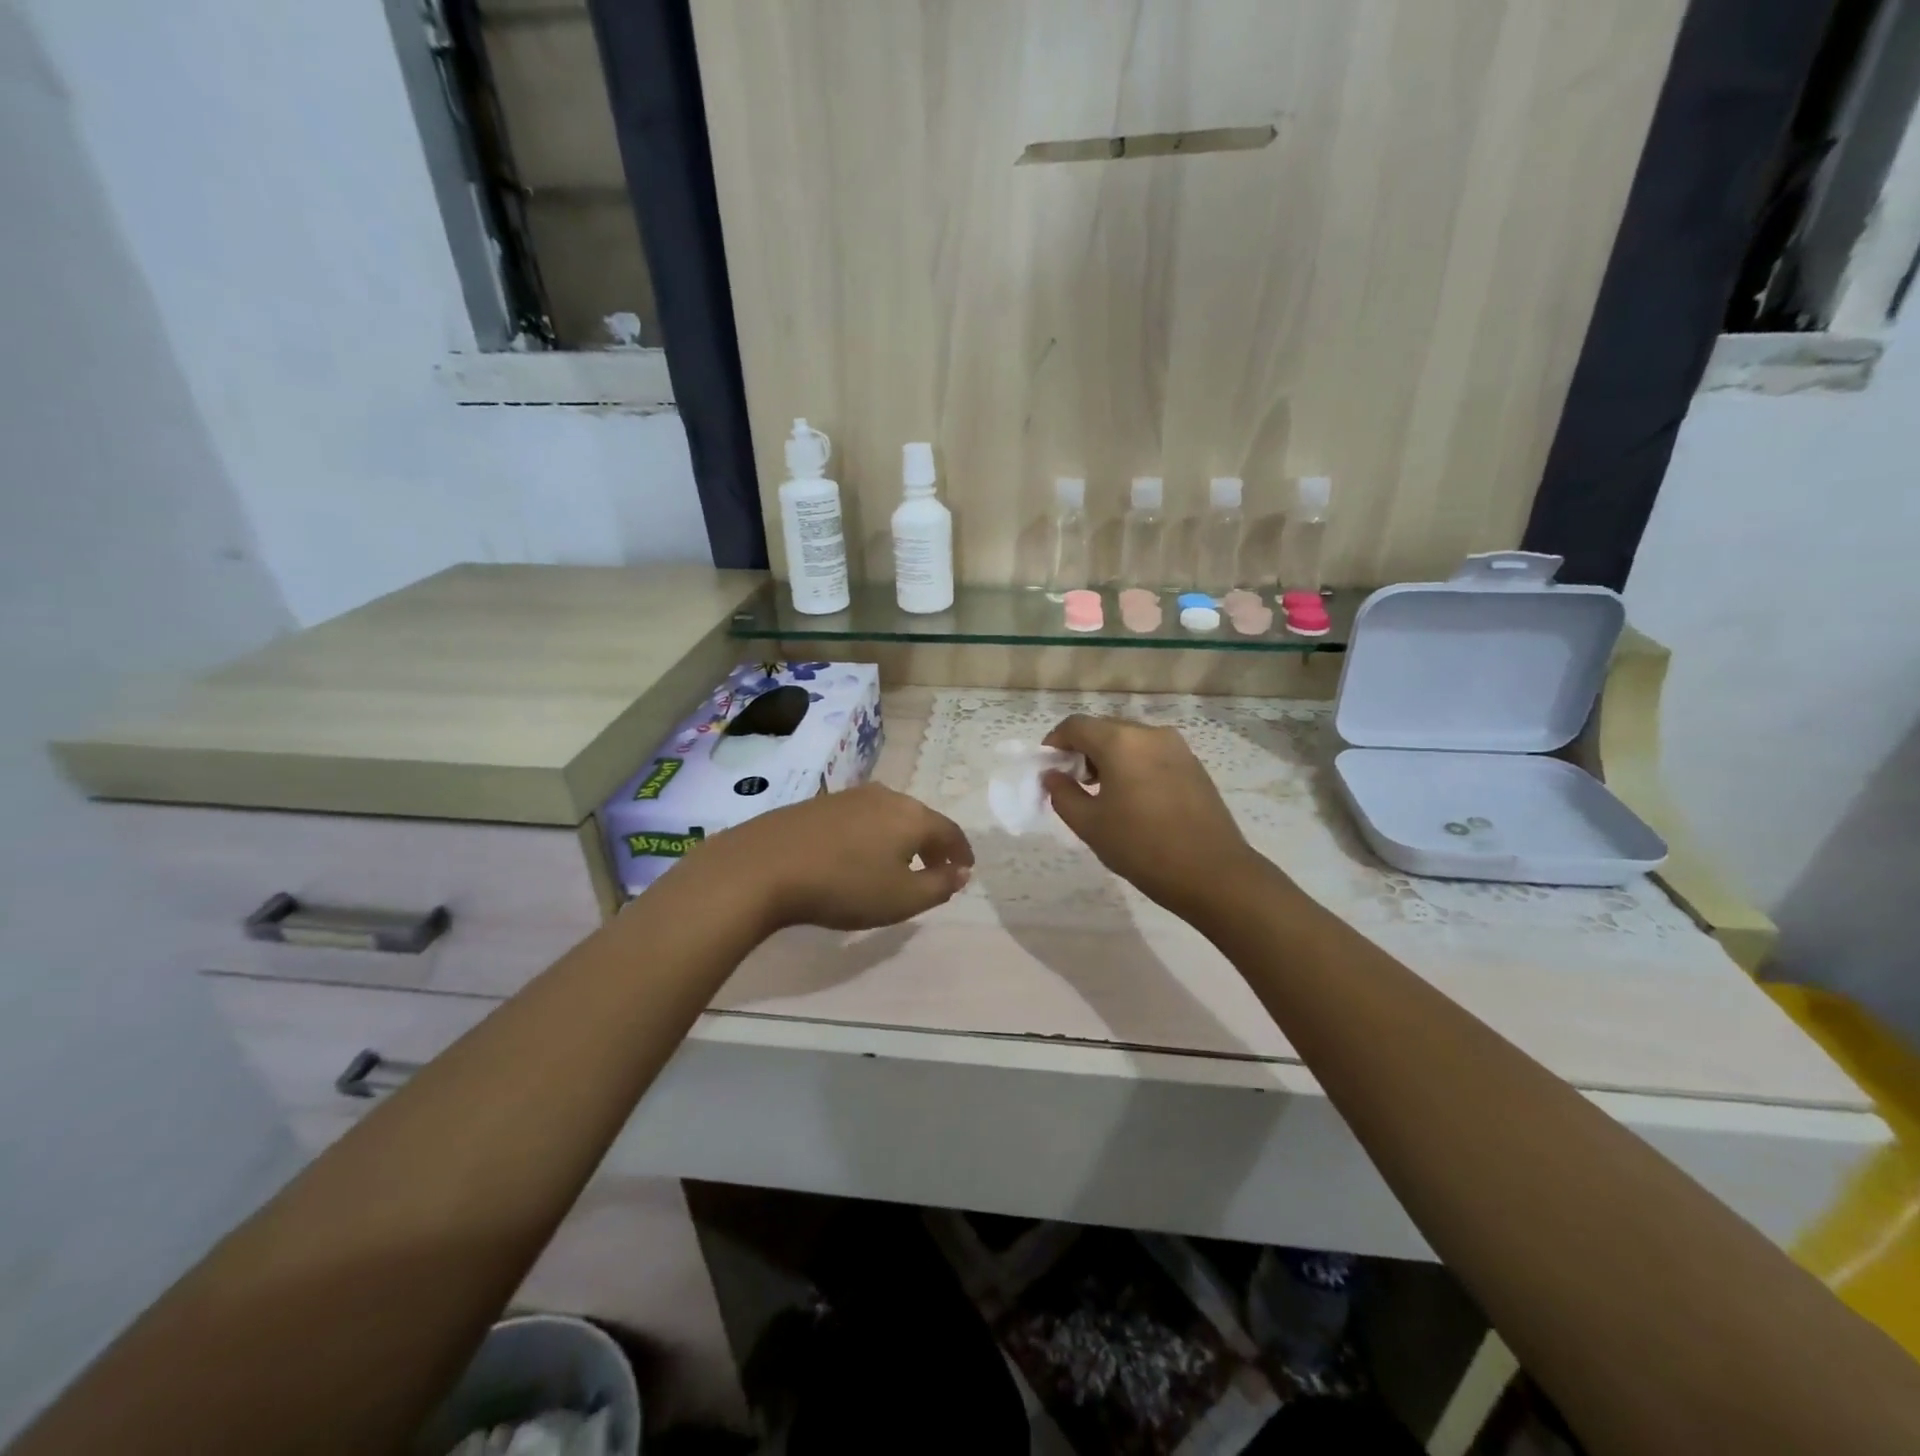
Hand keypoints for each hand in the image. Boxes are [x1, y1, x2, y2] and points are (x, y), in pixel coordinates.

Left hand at [692, 783, 973, 932]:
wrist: (765, 865)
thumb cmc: (844, 886)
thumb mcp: (901, 899)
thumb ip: (939, 886)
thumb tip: (961, 872)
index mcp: (912, 816)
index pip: (950, 832)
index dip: (961, 852)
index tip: (966, 869)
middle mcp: (886, 797)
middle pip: (921, 819)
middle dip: (932, 845)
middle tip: (936, 869)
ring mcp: (850, 796)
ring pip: (890, 816)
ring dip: (901, 839)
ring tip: (898, 864)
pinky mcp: (820, 803)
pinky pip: (862, 818)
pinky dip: (873, 835)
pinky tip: (859, 854)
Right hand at [1042, 715, 1267, 918]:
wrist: (1213, 873)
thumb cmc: (1142, 847)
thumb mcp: (1089, 825)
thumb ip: (1062, 794)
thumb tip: (1052, 775)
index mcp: (1120, 741)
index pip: (1076, 725)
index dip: (1055, 742)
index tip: (1048, 767)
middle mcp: (1150, 733)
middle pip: (1104, 728)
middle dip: (1083, 749)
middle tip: (1074, 783)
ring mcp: (1177, 747)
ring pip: (1130, 740)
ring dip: (1109, 757)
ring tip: (1104, 794)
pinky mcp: (1194, 765)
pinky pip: (1152, 753)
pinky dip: (1134, 764)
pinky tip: (1134, 799)